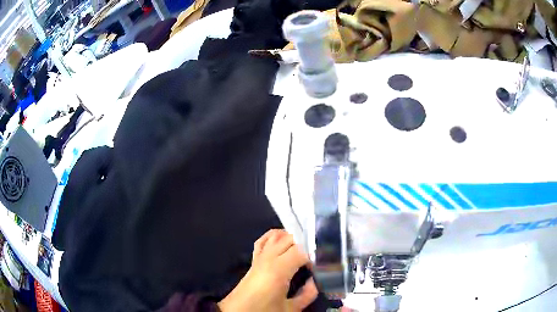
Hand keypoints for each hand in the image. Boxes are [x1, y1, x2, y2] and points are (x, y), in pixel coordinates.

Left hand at [218, 229, 317, 310]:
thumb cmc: (264, 311)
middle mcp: (269, 258)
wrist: (237, 311)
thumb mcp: (290, 309)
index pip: (301, 251)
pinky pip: (263, 240)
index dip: (312, 257)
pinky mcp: (254, 259)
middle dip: (304, 246)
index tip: (316, 269)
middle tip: (311, 261)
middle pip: (290, 239)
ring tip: (301, 251)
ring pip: (277, 236)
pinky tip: (282, 241)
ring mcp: (260, 256)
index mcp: (279, 269)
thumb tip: (314, 281)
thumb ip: (307, 295)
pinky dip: (274, 236)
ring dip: (291, 239)